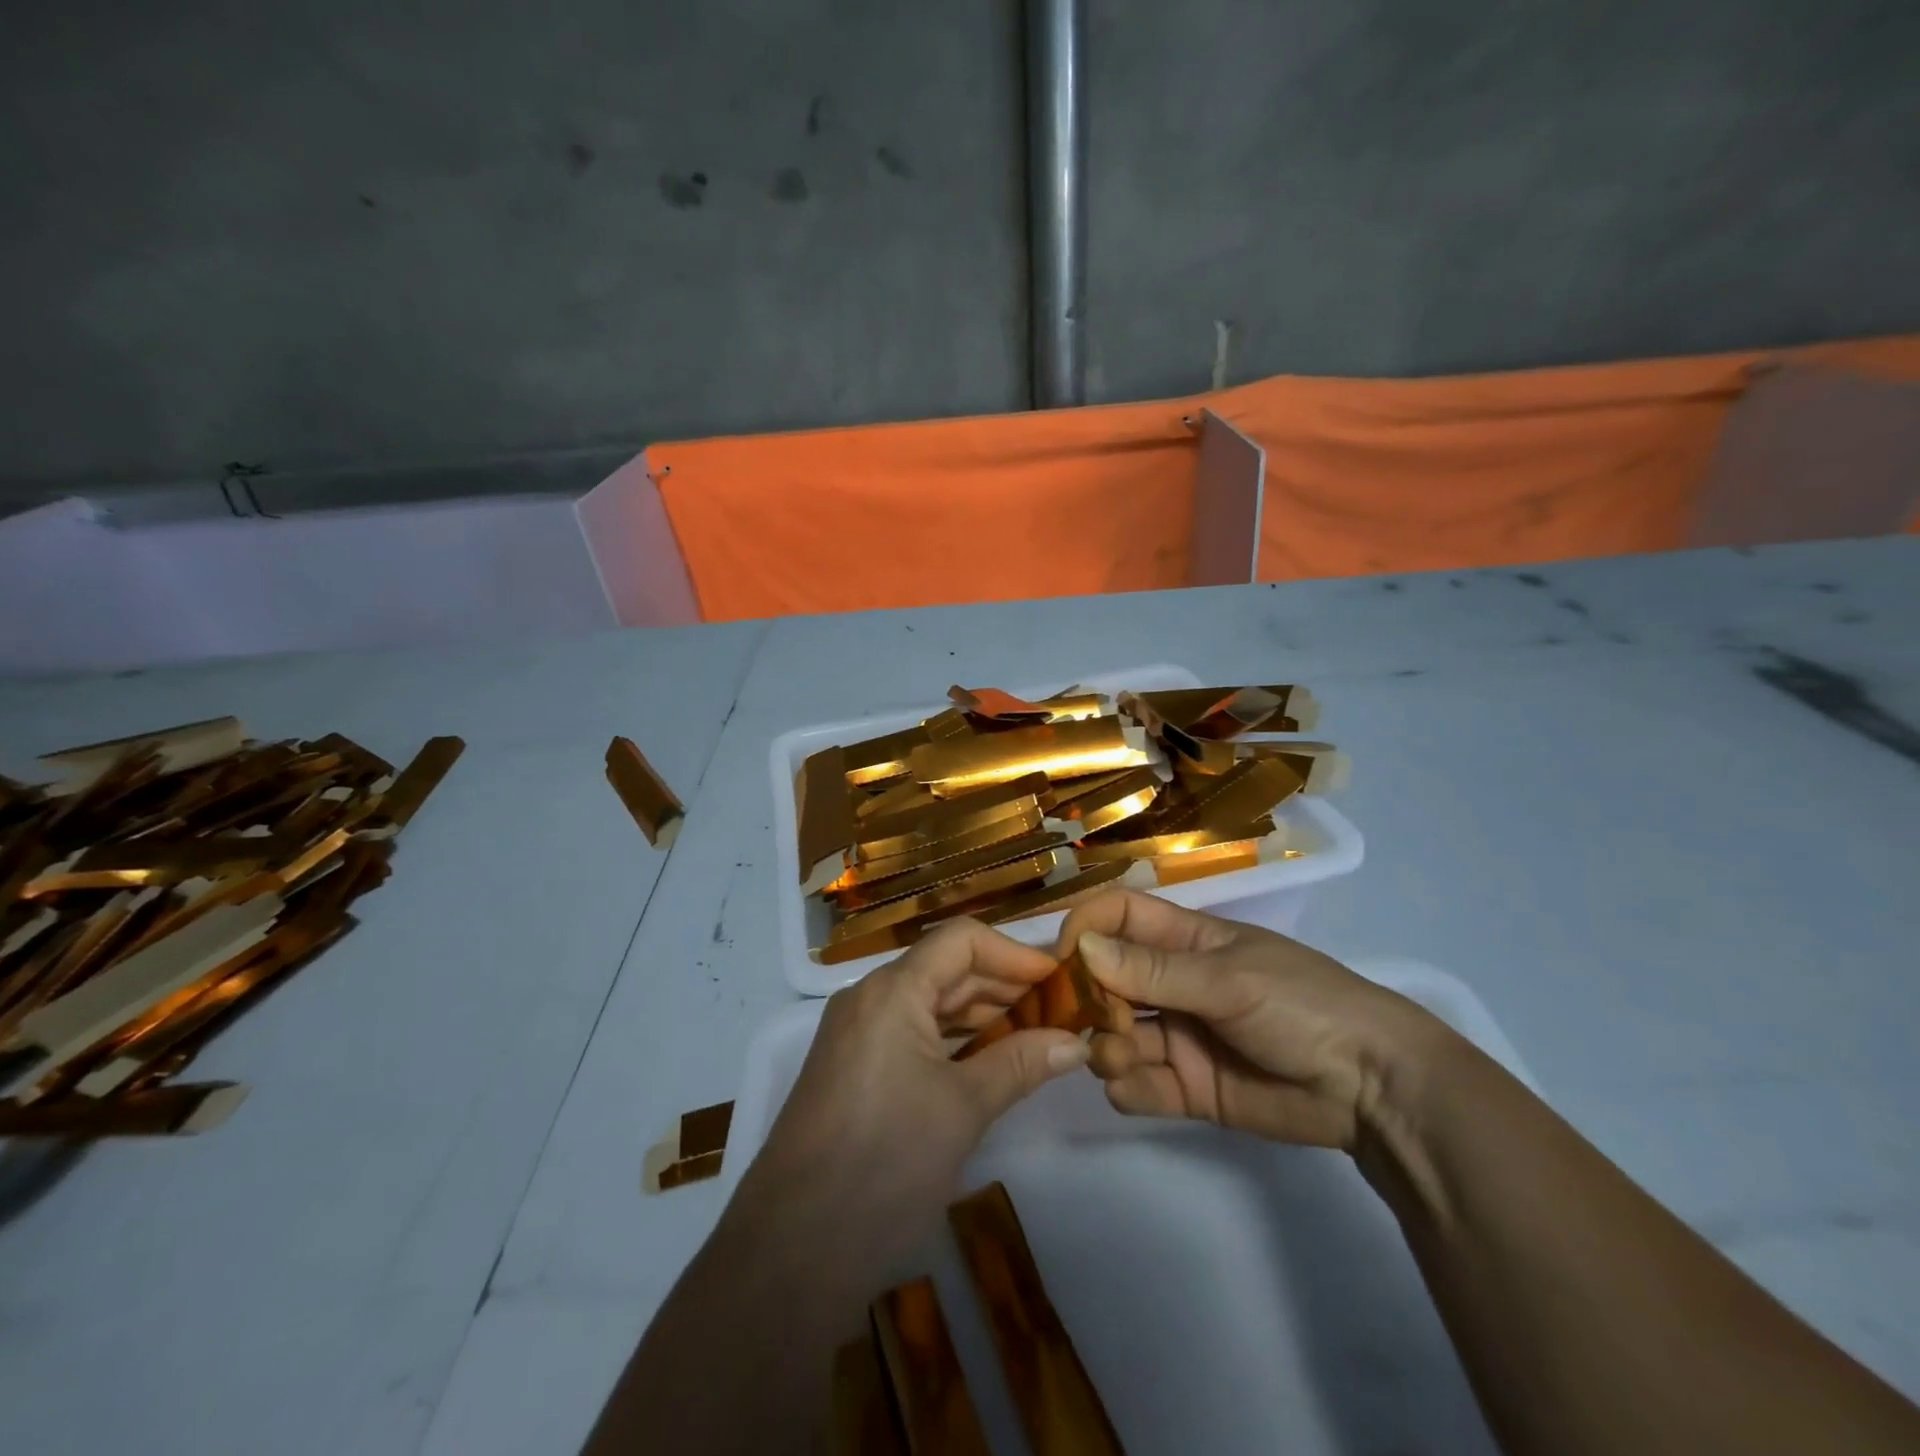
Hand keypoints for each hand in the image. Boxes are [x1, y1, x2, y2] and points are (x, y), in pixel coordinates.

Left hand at [744, 918, 1090, 1245]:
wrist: (793, 1249)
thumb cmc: (886, 1163)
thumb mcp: (963, 1109)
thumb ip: (1020, 1064)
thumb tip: (1076, 1042)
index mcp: (892, 990)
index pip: (960, 940)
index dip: (1013, 953)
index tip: (1057, 979)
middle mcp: (869, 998)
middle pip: (945, 967)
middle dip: (1003, 983)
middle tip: (1057, 1009)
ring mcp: (856, 1033)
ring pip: (928, 1001)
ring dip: (980, 1012)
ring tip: (1034, 1033)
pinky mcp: (853, 1067)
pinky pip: (910, 1031)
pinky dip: (952, 1038)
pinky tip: (989, 1059)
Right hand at [1058, 890, 1445, 1151]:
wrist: (1372, 1088)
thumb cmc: (1302, 1004)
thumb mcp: (1228, 979)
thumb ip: (1153, 970)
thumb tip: (1080, 947)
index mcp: (1184, 940)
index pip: (1117, 917)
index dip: (1084, 929)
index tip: (1060, 960)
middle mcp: (1171, 984)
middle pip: (1104, 979)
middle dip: (1087, 999)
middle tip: (1094, 1022)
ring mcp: (1178, 1036)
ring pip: (1113, 1034)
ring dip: (1103, 1046)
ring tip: (1119, 1060)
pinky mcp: (1187, 1087)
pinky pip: (1136, 1084)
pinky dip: (1126, 1087)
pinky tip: (1137, 1088)